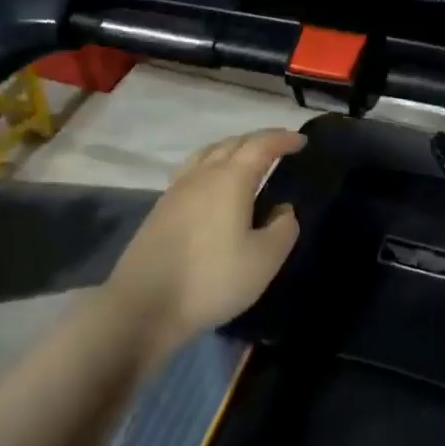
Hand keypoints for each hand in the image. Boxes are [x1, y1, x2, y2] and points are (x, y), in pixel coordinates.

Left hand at [106, 128, 306, 362]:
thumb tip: (283, 209)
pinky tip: (212, 184)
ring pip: (208, 153)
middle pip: (233, 143)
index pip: (261, 146)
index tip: (301, 141)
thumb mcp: (263, 260)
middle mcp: (203, 175)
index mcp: (231, 179)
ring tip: (246, 159)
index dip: (283, 140)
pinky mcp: (160, 208)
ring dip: (232, 148)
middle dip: (259, 140)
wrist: (143, 305)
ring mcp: (177, 189)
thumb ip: (282, 229)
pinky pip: (192, 170)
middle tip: (279, 148)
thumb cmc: (211, 280)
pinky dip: (211, 164)